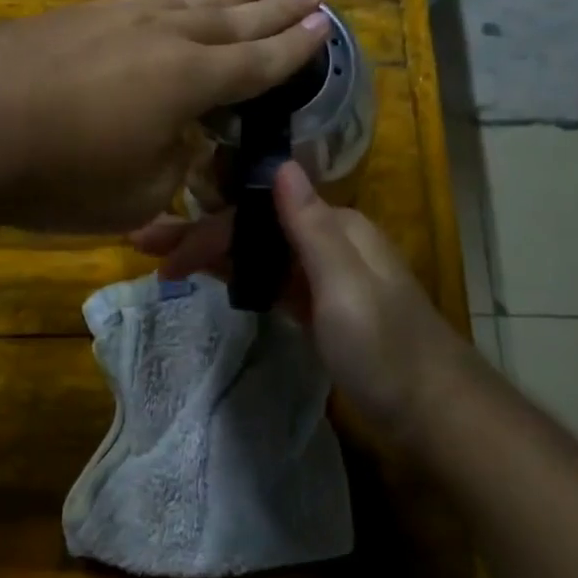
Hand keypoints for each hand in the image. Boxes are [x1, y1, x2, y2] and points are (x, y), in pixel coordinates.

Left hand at [0, 0, 329, 231]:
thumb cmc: (59, 174)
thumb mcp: (136, 194)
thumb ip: (172, 164)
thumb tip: (179, 137)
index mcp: (188, 80)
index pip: (256, 63)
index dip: (293, 49)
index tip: (323, 27)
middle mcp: (161, 36)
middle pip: (230, 21)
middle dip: (273, 10)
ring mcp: (115, 18)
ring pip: (186, 1)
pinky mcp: (75, 16)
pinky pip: (142, 0)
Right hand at [132, 163, 468, 436]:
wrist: (434, 414)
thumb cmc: (387, 351)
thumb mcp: (346, 288)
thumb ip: (311, 227)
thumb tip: (280, 163)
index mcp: (335, 226)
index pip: (253, 215)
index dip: (206, 230)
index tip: (162, 252)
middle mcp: (326, 239)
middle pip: (251, 228)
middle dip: (198, 235)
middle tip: (143, 245)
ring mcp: (322, 273)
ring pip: (256, 252)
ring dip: (211, 252)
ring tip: (163, 260)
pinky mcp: (318, 303)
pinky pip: (268, 277)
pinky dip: (237, 274)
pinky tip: (210, 275)